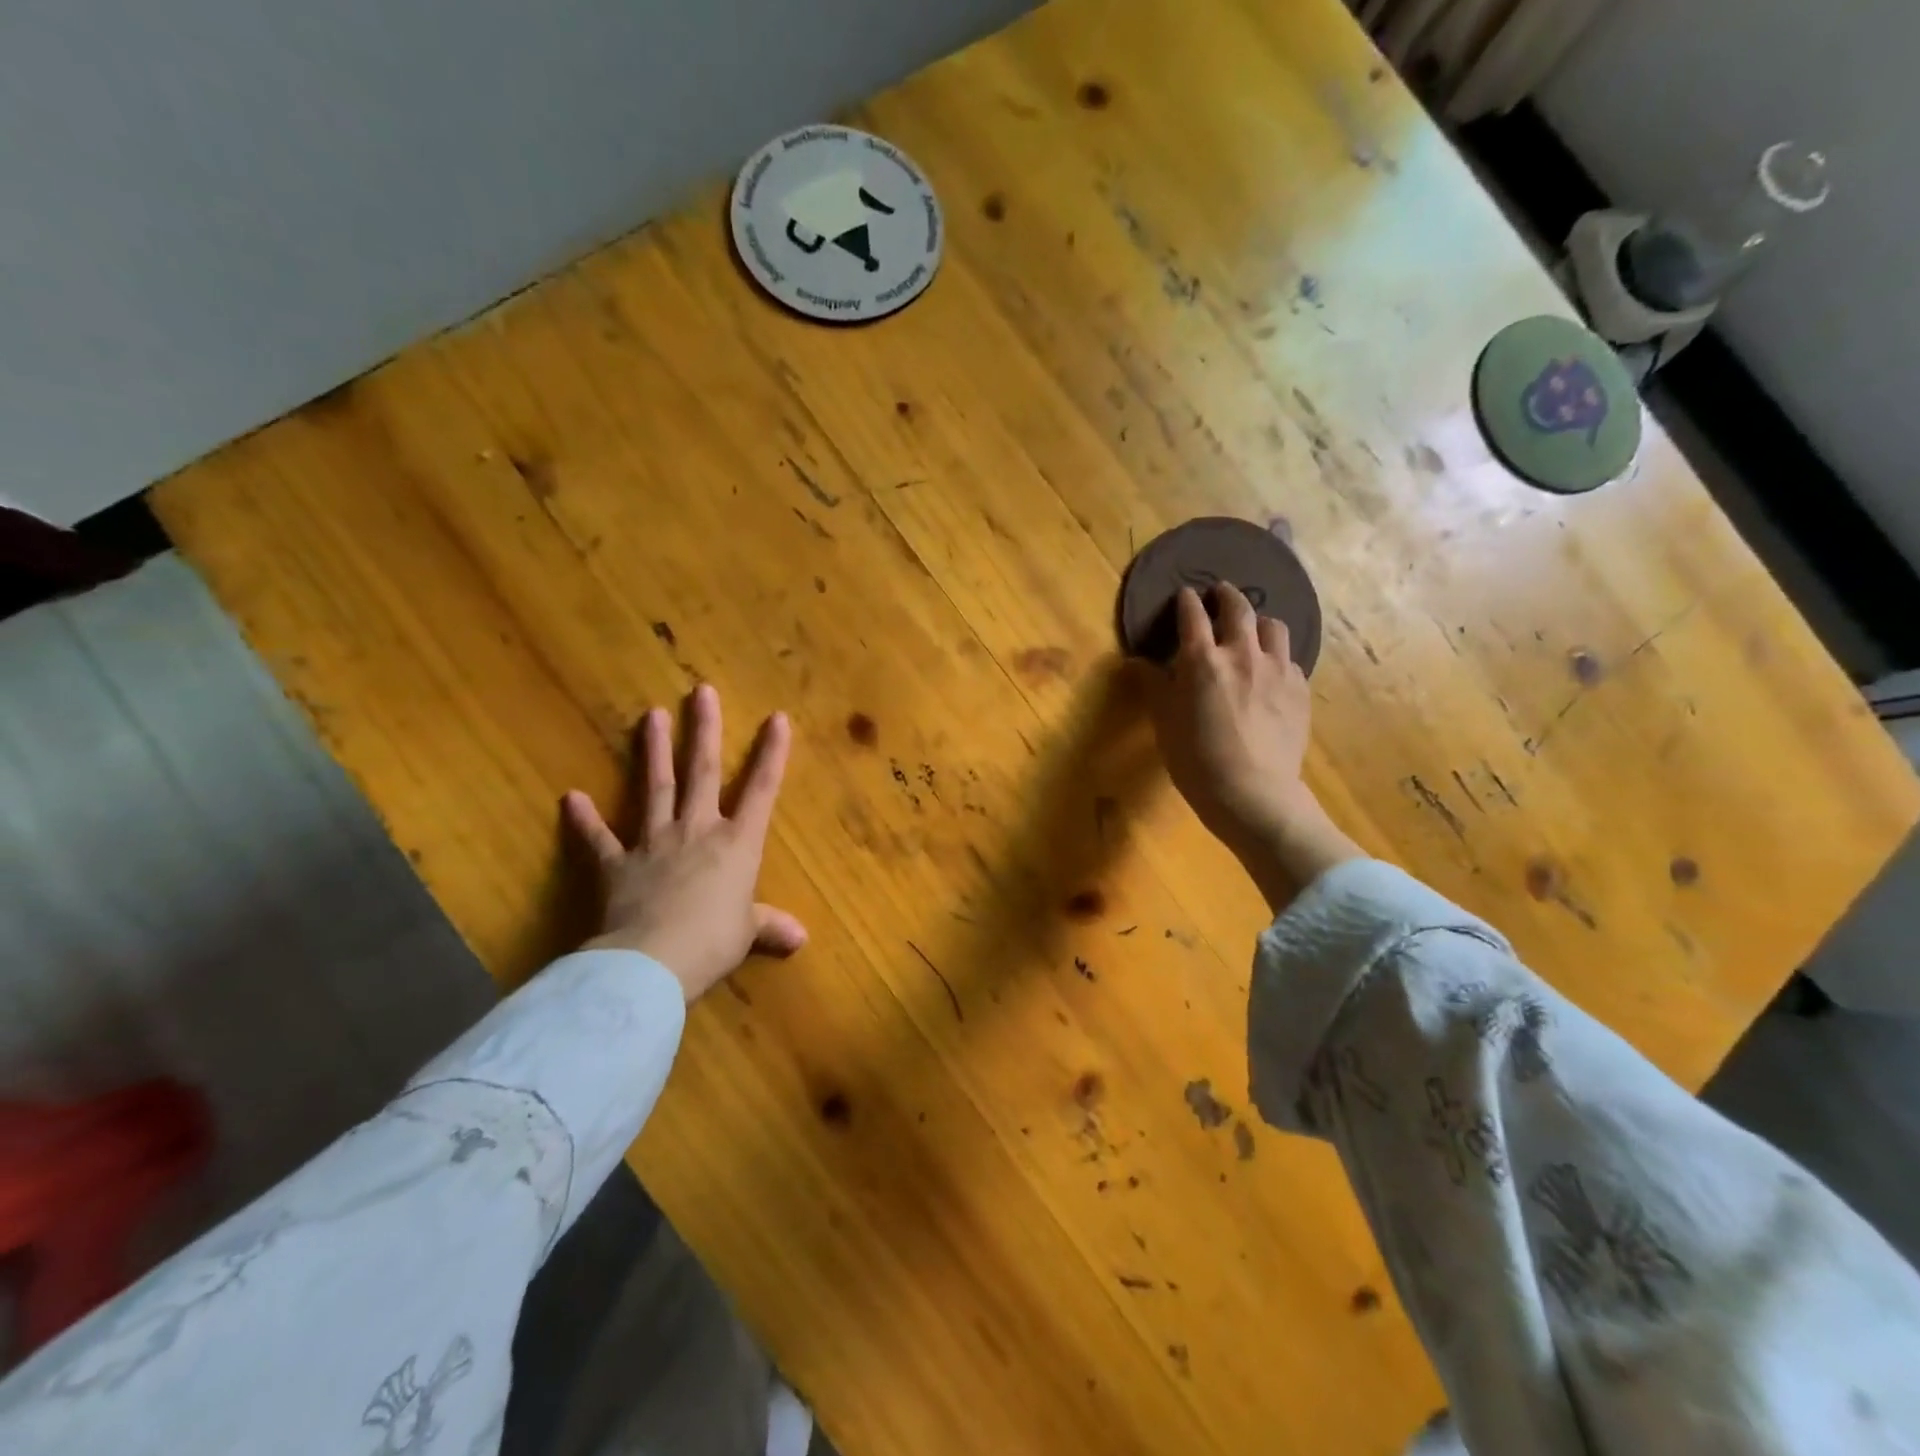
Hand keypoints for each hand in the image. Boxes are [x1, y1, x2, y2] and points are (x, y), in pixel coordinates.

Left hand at [563, 684, 806, 1002]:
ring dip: (653, 752)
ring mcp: (654, 844)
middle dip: (704, 730)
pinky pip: (599, 839)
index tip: (776, 718)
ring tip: (650, 715)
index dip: (771, 753)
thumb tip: (801, 937)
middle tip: (701, 692)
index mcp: (737, 844)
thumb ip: (770, 926)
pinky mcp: (616, 865)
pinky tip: (571, 797)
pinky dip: (585, 820)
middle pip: (702, 772)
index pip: (761, 789)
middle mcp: (697, 831)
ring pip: (656, 788)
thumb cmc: (712, 942)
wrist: (652, 962)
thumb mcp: (747, 934)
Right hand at [1146, 585, 1360, 909]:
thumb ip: (1153, 685)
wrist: (1252, 793)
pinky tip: (1272, 670)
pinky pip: (1290, 659)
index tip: (1185, 595)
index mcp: (1202, 660)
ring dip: (1259, 621)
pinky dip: (1277, 656)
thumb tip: (1137, 662)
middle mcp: (1243, 654)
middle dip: (1227, 595)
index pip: (1193, 616)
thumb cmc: (1196, 759)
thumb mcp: (1163, 722)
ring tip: (1253, 629)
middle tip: (1221, 592)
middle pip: (1238, 609)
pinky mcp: (1299, 690)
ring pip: (1273, 627)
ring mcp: (1277, 670)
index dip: (1187, 602)